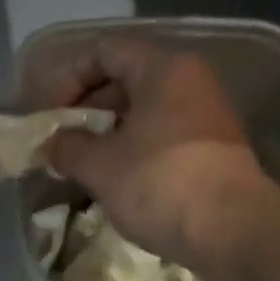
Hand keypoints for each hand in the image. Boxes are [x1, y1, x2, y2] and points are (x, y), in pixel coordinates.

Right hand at [35, 39, 279, 270]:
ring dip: (108, 135)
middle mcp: (189, 80)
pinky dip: (133, 151)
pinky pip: (161, 137)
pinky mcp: (211, 149)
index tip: (49, 116)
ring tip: (83, 167)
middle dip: (87, 110)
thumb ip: (69, 148)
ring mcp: (204, 115)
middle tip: (62, 145)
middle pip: (126, 79)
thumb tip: (54, 144)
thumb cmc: (159, 185)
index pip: (105, 51)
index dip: (69, 78)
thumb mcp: (101, 167)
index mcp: (162, 68)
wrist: (230, 229)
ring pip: (144, 112)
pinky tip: (116, 182)